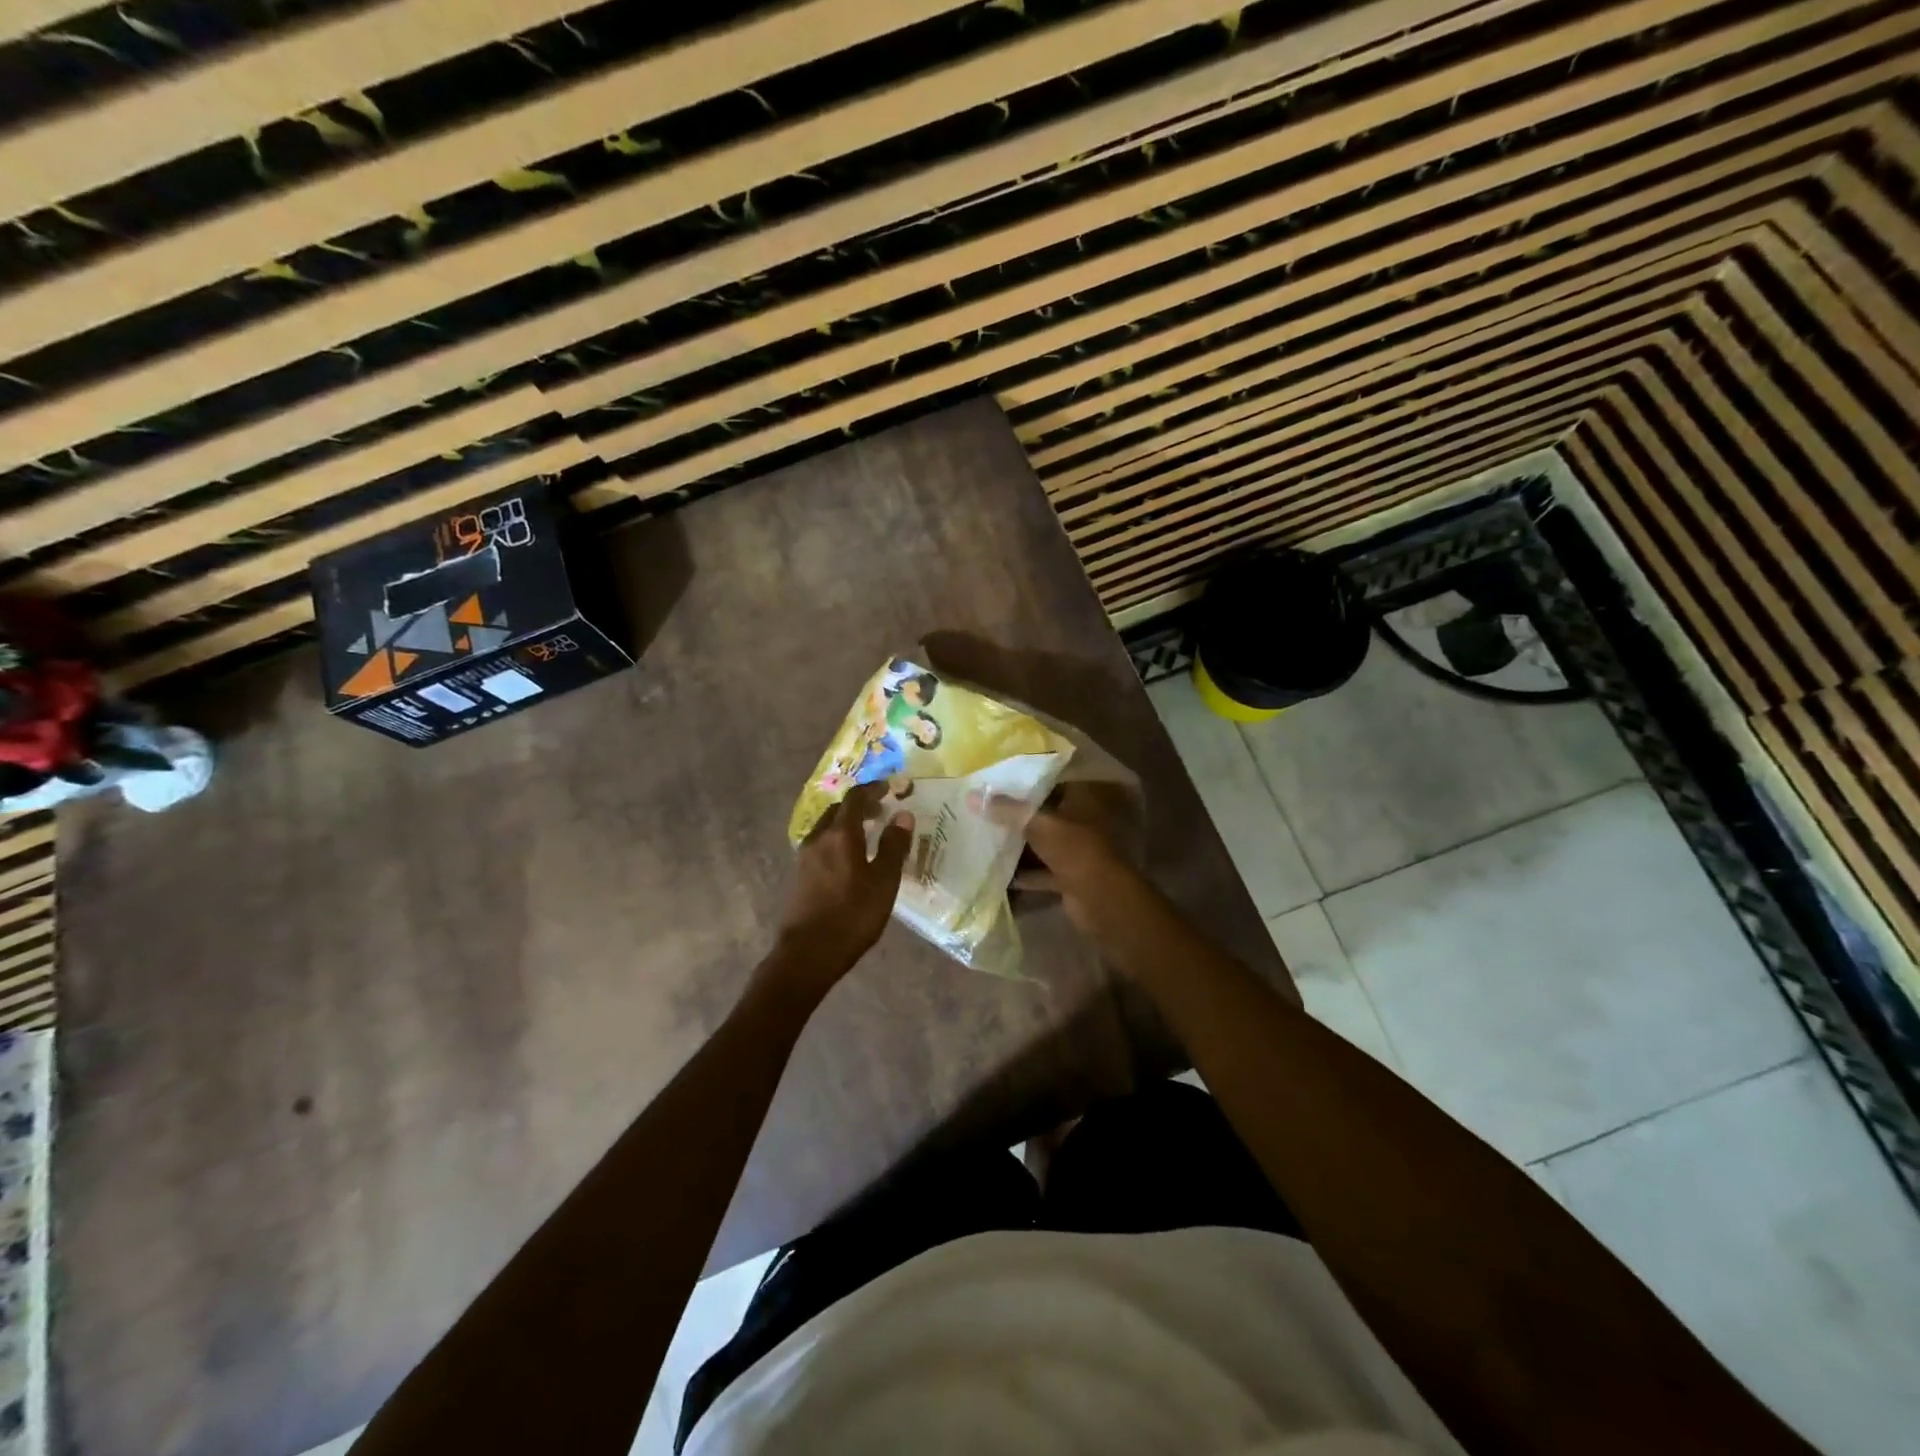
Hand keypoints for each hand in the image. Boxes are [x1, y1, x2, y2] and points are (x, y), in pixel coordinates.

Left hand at [773, 782, 913, 986]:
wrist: (807, 953)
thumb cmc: (852, 915)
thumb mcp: (883, 882)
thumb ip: (894, 846)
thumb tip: (903, 815)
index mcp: (840, 834)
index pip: (856, 798)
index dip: (873, 789)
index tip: (890, 788)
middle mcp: (818, 838)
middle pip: (838, 810)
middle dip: (860, 805)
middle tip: (882, 811)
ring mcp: (805, 857)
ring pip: (827, 827)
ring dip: (847, 823)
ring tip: (869, 834)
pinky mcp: (800, 875)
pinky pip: (821, 845)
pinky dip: (838, 840)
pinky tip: (851, 858)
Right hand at [974, 782, 1137, 934]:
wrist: (1102, 900)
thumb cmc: (1075, 850)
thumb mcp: (1038, 824)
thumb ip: (1006, 810)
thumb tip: (971, 795)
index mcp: (1080, 800)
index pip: (1050, 782)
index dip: (1024, 782)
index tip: (995, 781)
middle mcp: (1079, 822)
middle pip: (1043, 814)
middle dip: (1015, 815)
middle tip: (981, 809)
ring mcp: (1074, 852)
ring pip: (1040, 844)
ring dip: (1017, 844)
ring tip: (982, 837)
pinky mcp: (1067, 878)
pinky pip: (1040, 871)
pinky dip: (1022, 873)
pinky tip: (994, 872)